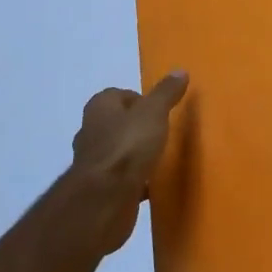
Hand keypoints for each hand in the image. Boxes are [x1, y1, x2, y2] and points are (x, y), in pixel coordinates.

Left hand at [56, 72, 188, 255]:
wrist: (104, 200)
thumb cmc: (127, 147)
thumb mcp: (153, 113)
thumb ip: (166, 93)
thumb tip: (180, 70)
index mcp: (99, 108)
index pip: (118, 95)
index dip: (139, 100)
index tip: (160, 110)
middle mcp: (91, 132)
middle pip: (117, 123)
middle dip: (137, 127)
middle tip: (162, 132)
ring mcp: (93, 163)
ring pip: (119, 152)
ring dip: (135, 154)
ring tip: (161, 158)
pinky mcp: (100, 189)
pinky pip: (122, 179)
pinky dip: (136, 180)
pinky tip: (154, 185)